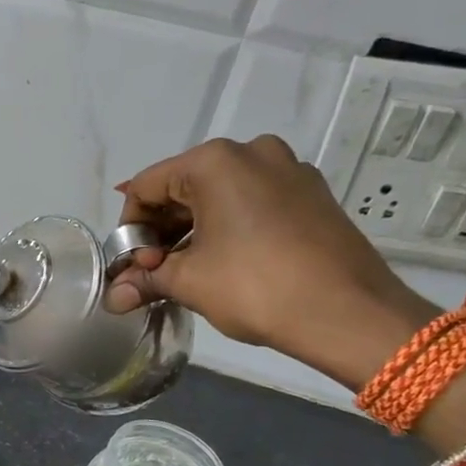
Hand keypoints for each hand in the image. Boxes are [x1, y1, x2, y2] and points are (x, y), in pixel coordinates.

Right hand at [105, 135, 436, 388]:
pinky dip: (230, 226)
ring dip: (194, 229)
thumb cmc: (256, 287)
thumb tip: (114, 296)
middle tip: (155, 270)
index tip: (131, 265)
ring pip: (220, 194)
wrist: (350, 313)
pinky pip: (254, 201)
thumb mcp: (189, 282)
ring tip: (188, 271)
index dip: (129, 227)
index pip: (146, 186)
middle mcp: (252, 152)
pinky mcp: (312, 193)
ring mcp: (289, 169)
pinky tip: (227, 262)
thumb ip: (146, 279)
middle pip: (184, 186)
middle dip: (162, 229)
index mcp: (214, 161)